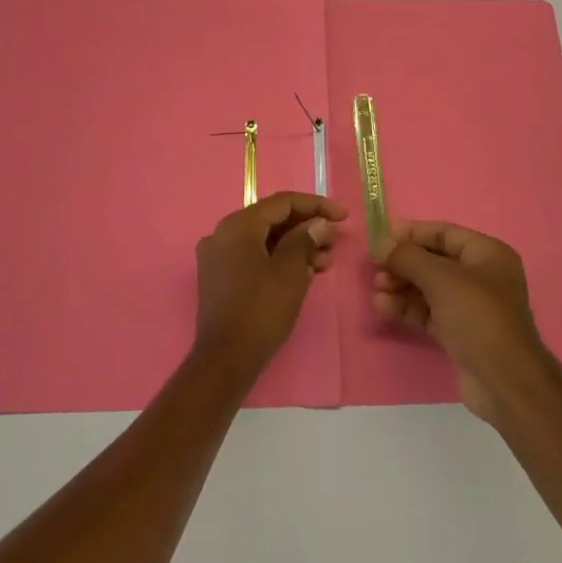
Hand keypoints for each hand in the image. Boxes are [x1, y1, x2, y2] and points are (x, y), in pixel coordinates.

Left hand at [196, 193, 345, 373]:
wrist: (226, 359)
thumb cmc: (261, 310)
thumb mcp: (290, 271)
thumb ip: (305, 240)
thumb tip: (320, 223)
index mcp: (237, 226)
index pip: (282, 203)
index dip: (316, 205)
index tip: (343, 216)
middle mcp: (222, 234)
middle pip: (272, 220)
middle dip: (307, 228)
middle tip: (335, 240)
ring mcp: (218, 257)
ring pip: (264, 240)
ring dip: (295, 246)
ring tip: (325, 262)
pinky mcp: (220, 278)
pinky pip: (254, 257)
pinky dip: (279, 260)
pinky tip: (303, 273)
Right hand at [373, 221, 558, 420]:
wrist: (504, 379)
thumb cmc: (477, 315)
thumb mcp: (441, 278)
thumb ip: (408, 257)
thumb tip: (382, 244)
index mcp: (487, 254)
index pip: (444, 233)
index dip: (412, 233)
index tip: (380, 238)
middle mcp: (481, 276)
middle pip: (434, 261)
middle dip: (403, 263)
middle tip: (375, 269)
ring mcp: (471, 306)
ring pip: (429, 288)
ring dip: (401, 286)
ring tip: (376, 290)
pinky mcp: (460, 332)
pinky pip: (429, 312)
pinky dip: (407, 308)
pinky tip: (383, 307)